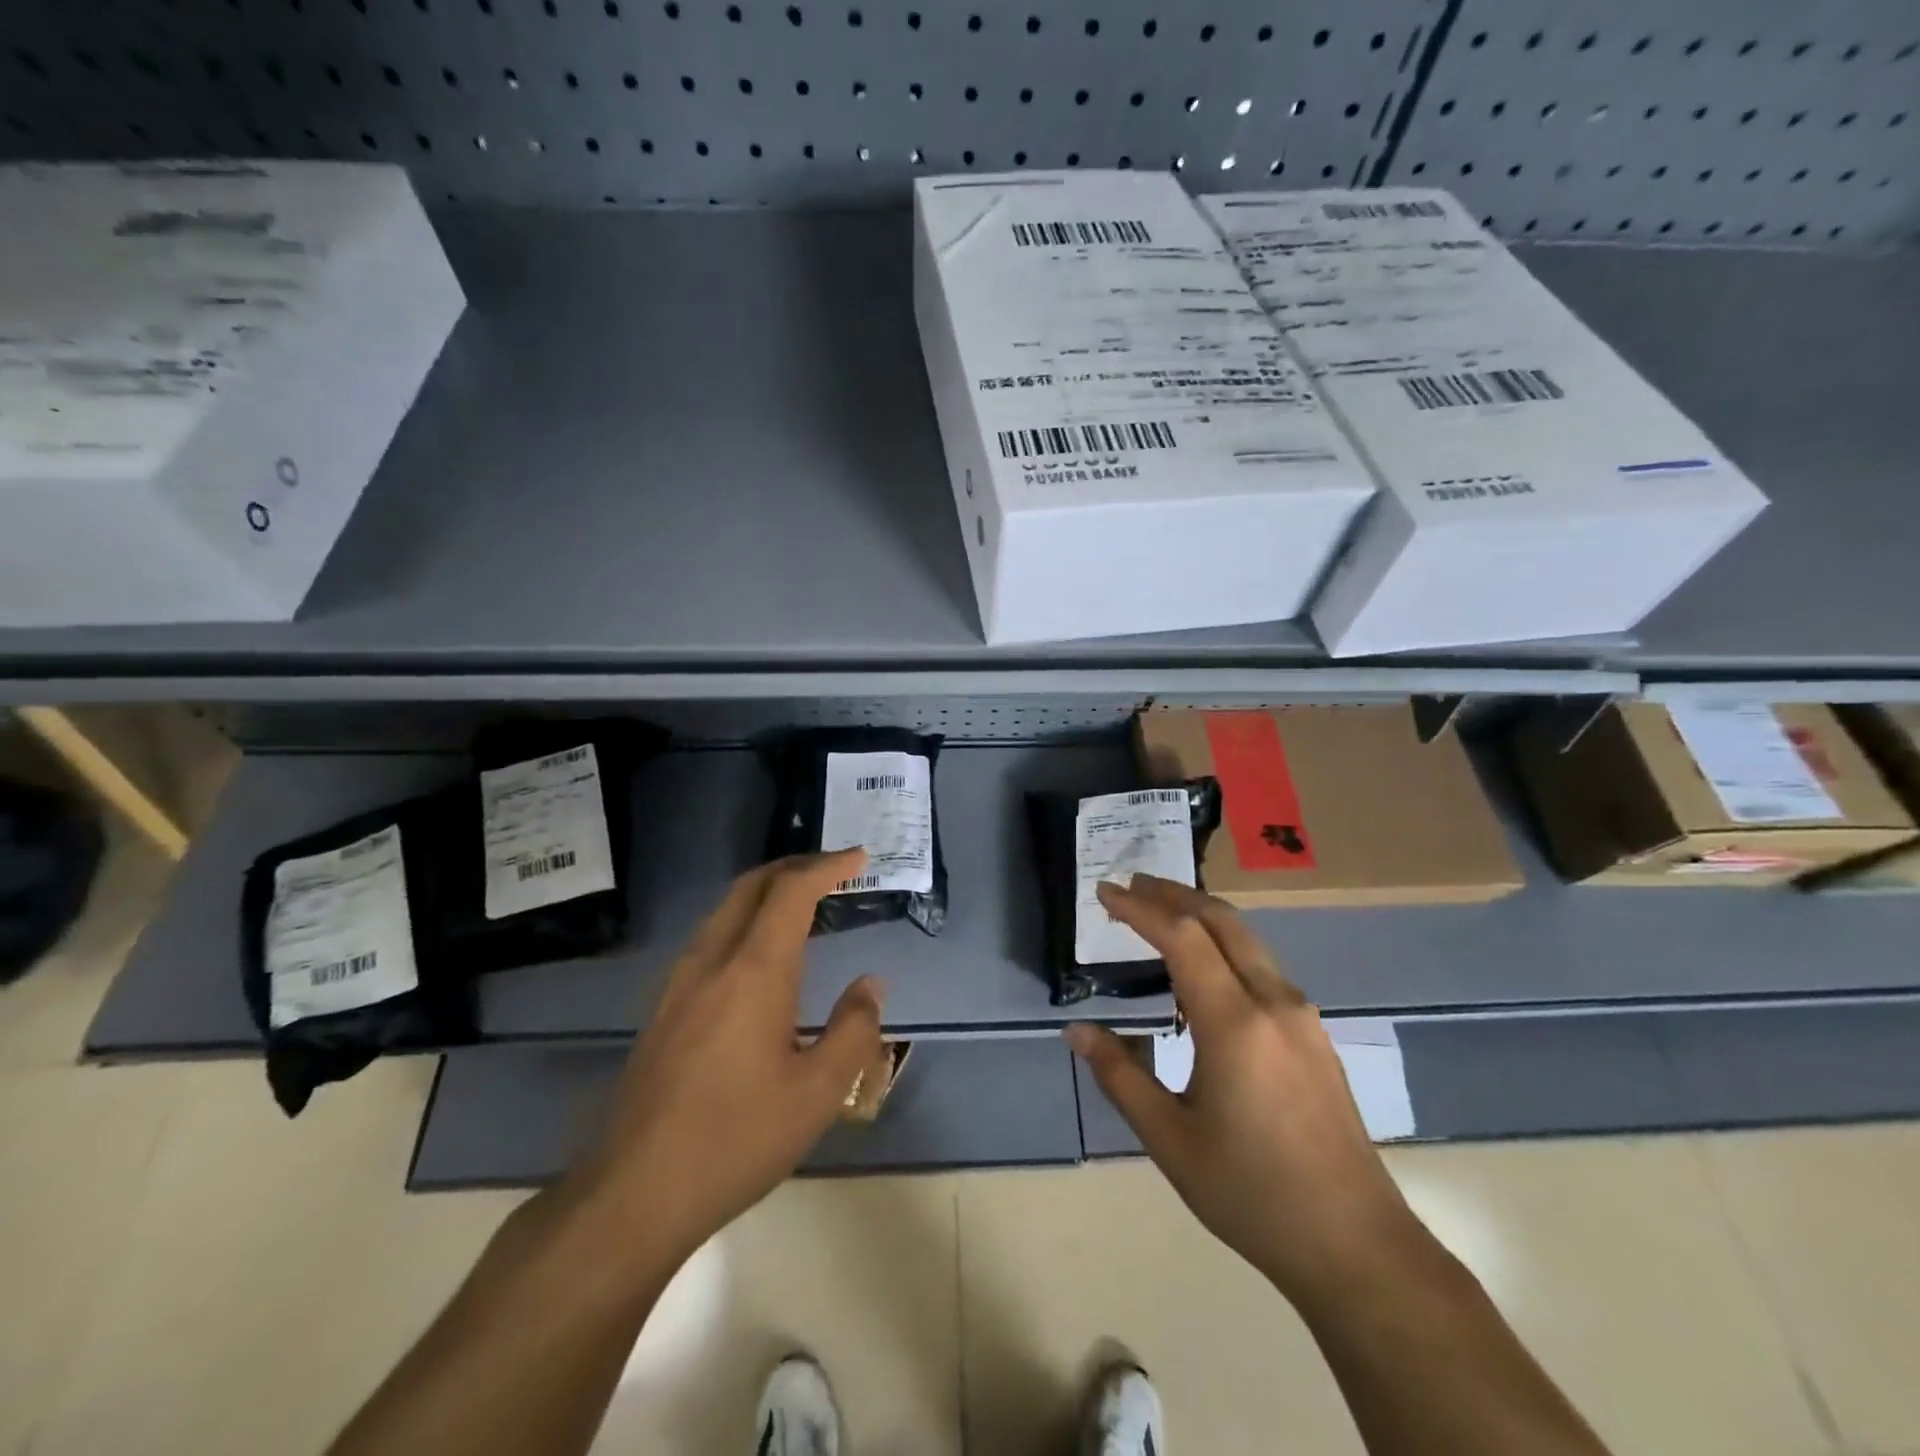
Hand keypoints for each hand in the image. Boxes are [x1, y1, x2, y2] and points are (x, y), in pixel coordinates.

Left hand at [568, 850, 884, 1267]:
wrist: (632, 1194)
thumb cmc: (736, 1140)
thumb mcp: (817, 1094)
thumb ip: (854, 1030)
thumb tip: (870, 985)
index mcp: (753, 972)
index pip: (791, 892)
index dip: (827, 867)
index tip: (858, 857)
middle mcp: (712, 962)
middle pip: (751, 886)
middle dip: (794, 866)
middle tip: (833, 869)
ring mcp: (679, 983)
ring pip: (725, 909)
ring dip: (766, 892)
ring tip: (803, 903)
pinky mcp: (663, 1008)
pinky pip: (710, 938)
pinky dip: (744, 920)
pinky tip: (759, 954)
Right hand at [1065, 875, 1417, 1306]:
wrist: (1357, 1246)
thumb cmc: (1252, 1194)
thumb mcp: (1170, 1140)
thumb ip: (1120, 1075)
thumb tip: (1076, 1031)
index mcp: (1234, 1023)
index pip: (1181, 938)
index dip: (1139, 908)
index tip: (1105, 892)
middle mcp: (1273, 1002)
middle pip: (1221, 920)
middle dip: (1173, 894)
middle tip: (1131, 885)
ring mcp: (1301, 1016)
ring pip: (1247, 940)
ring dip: (1201, 916)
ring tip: (1160, 917)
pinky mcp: (1314, 1034)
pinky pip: (1262, 967)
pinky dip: (1224, 946)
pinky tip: (1203, 972)